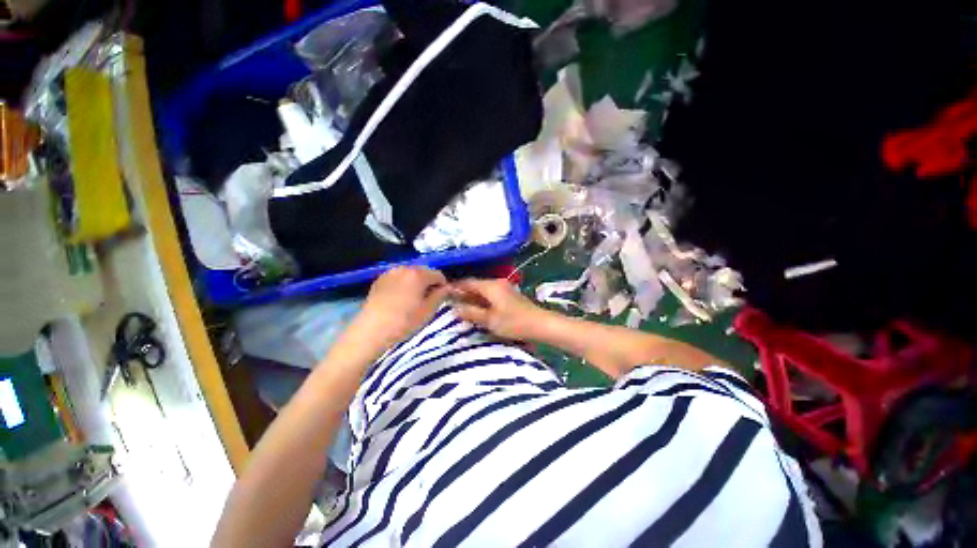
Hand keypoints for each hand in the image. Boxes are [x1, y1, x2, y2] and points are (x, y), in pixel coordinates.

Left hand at [355, 267, 449, 348]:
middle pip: (423, 272)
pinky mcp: (379, 280)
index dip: (443, 286)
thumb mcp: (428, 311)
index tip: (441, 298)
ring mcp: (390, 273)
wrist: (371, 331)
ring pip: (410, 275)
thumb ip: (440, 296)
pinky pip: (397, 278)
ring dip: (415, 283)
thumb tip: (446, 288)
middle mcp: (404, 268)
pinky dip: (403, 285)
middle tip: (427, 300)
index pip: (438, 275)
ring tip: (412, 300)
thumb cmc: (404, 322)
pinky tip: (399, 300)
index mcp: (418, 274)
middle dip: (428, 283)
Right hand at [450, 278, 548, 339]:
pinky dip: (482, 300)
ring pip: (483, 290)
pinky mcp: (509, 296)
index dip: (455, 287)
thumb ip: (471, 313)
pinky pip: (490, 295)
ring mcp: (504, 288)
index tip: (443, 293)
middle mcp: (497, 283)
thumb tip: (454, 308)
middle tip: (450, 302)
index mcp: (491, 286)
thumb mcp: (490, 320)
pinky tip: (477, 309)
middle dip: (463, 293)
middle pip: (475, 285)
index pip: (468, 282)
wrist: (540, 324)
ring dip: (472, 298)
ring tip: (461, 307)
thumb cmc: (514, 322)